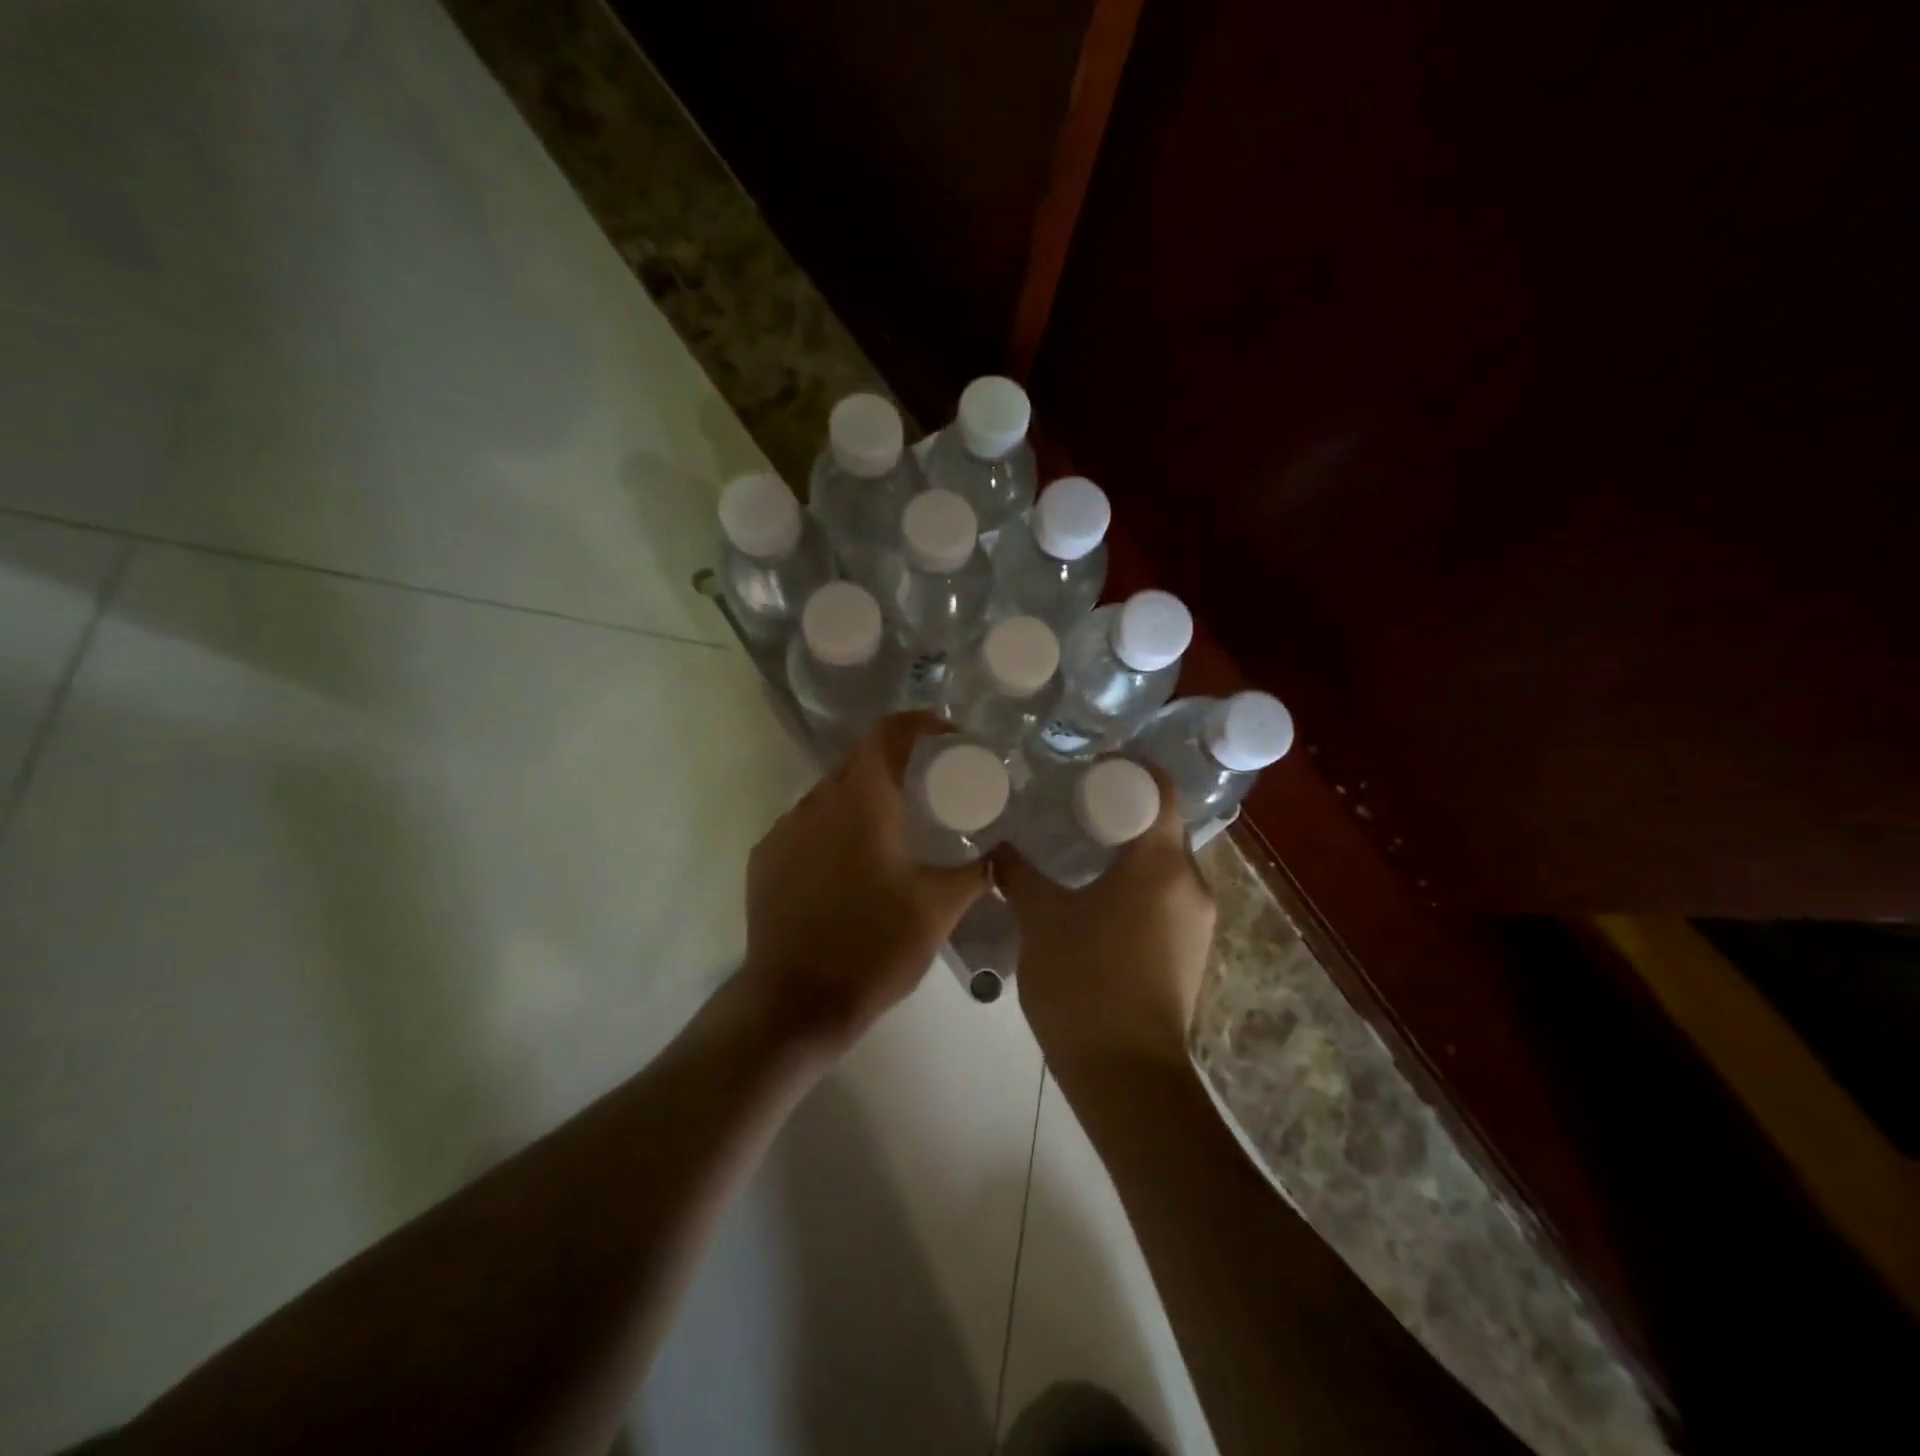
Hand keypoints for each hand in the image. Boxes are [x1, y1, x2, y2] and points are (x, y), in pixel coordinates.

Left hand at [741, 712, 988, 1051]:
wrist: (795, 1003)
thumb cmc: (874, 949)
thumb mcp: (938, 910)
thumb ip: (975, 873)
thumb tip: (999, 854)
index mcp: (861, 803)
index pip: (887, 734)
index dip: (919, 723)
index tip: (948, 736)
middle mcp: (816, 803)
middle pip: (858, 759)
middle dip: (895, 761)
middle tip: (929, 783)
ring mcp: (784, 830)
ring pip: (830, 793)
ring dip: (863, 796)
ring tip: (893, 825)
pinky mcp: (765, 858)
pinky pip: (805, 824)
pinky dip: (833, 826)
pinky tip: (850, 862)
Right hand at [995, 763, 1216, 1075]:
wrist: (1126, 1076)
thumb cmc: (1084, 983)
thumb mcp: (1041, 920)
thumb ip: (1019, 873)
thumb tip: (999, 845)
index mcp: (1162, 864)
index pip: (1159, 789)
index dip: (1127, 769)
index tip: (1086, 767)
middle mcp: (1192, 884)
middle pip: (1161, 825)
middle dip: (1119, 810)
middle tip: (1070, 805)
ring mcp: (1197, 921)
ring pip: (1163, 864)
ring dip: (1126, 850)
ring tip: (1077, 848)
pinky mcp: (1190, 951)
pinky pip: (1165, 896)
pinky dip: (1135, 883)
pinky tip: (1095, 896)